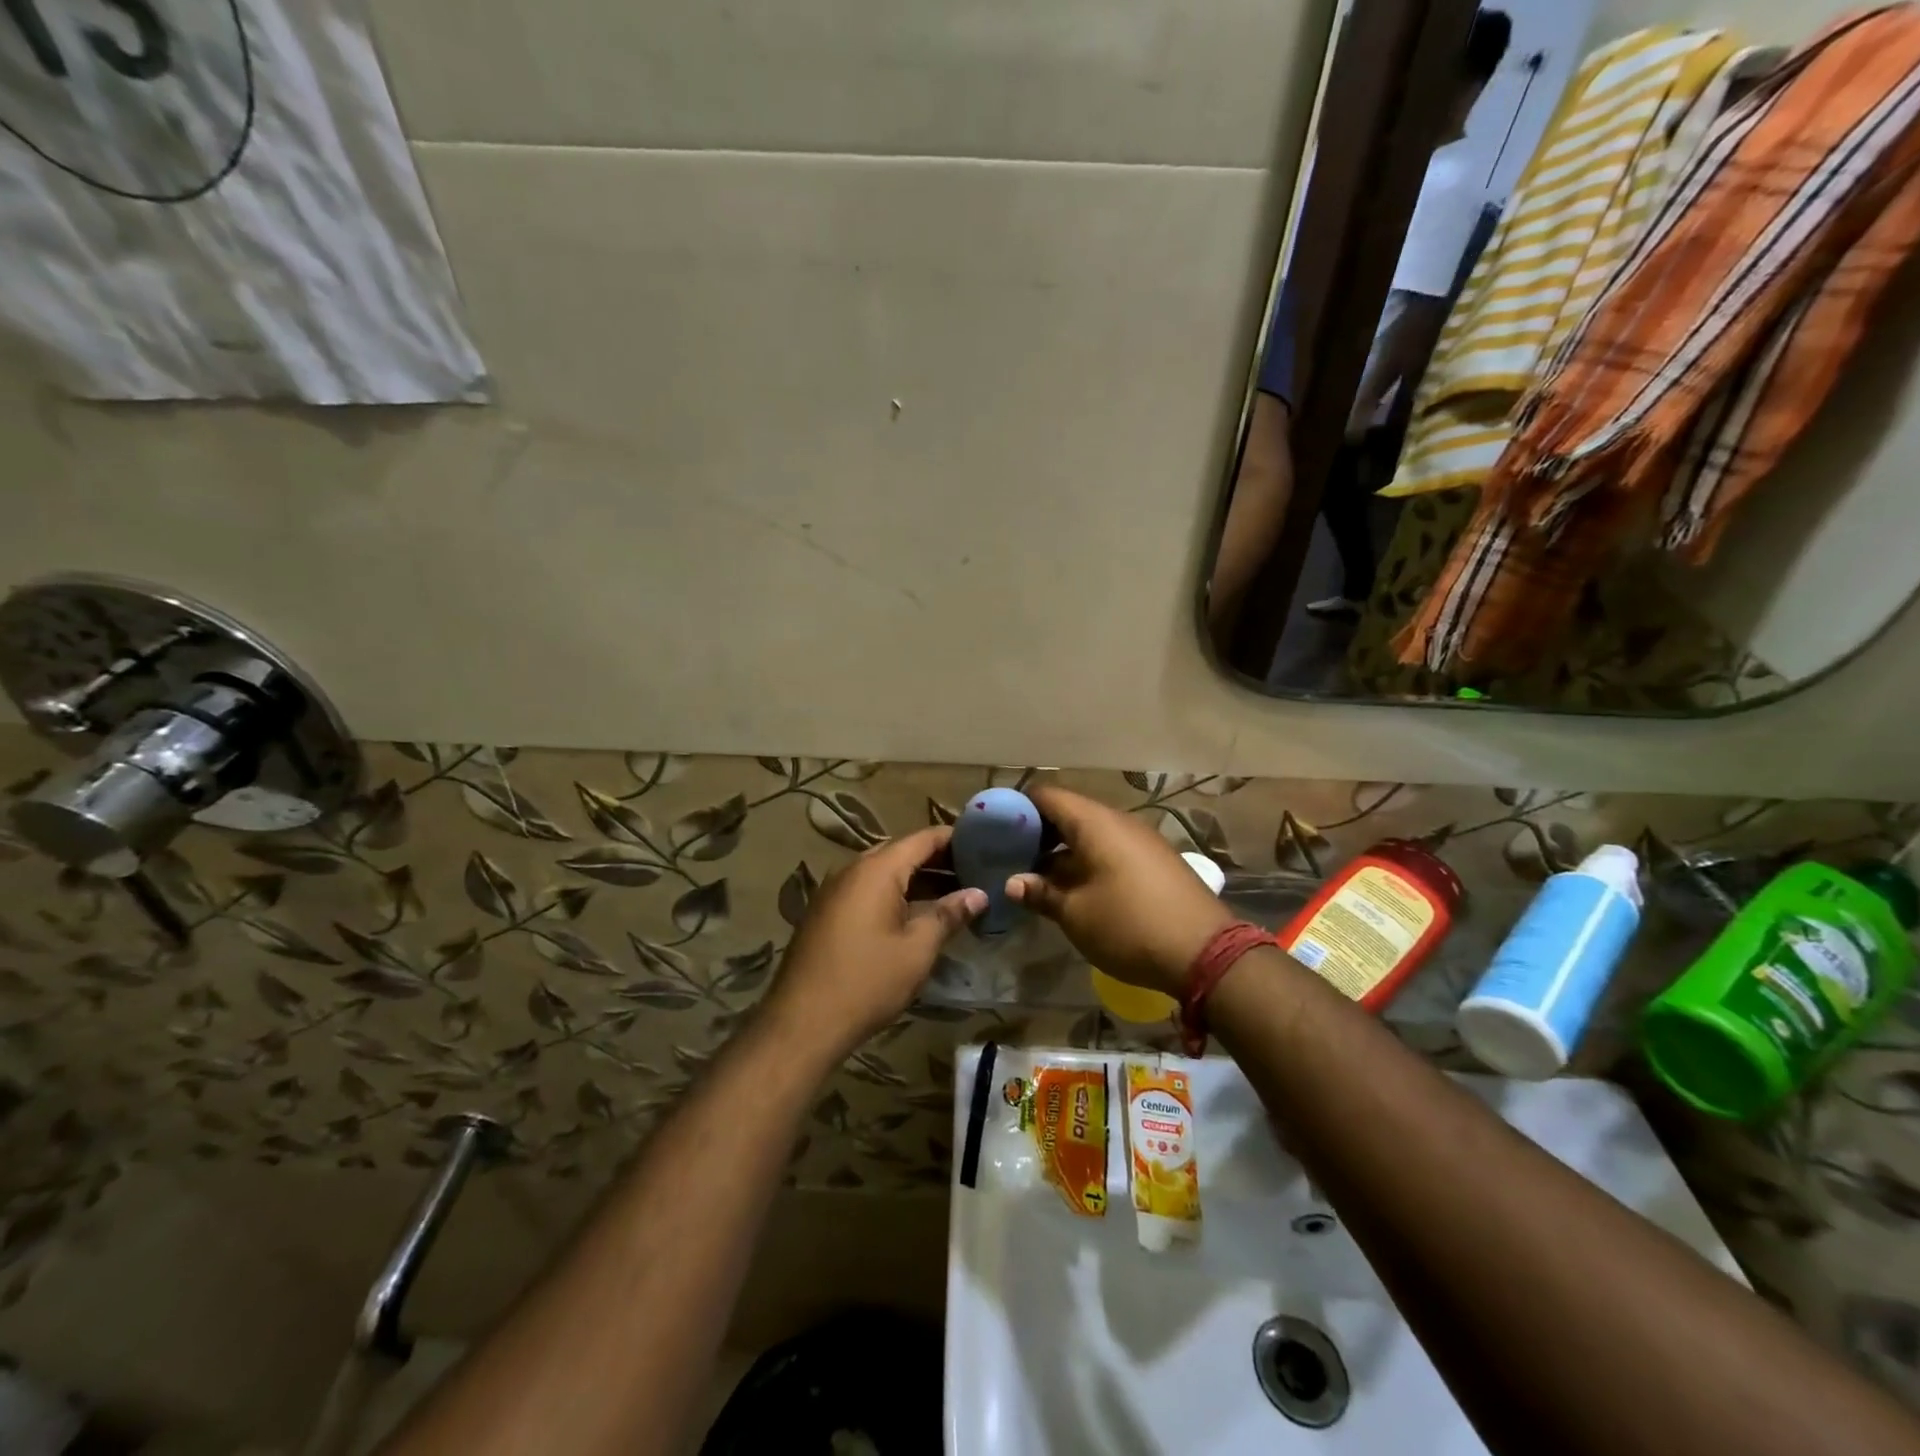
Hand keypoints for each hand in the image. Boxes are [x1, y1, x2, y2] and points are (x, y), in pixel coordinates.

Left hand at [760, 827, 985, 1063]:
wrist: (802, 1022)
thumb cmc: (867, 981)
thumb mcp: (917, 949)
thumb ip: (949, 915)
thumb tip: (978, 894)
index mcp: (876, 870)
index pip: (922, 838)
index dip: (955, 838)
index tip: (984, 845)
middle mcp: (852, 870)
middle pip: (901, 853)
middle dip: (938, 860)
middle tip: (974, 873)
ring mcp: (834, 891)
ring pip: (883, 873)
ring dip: (917, 880)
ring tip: (953, 895)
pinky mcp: (826, 913)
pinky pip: (867, 891)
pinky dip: (894, 895)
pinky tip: (915, 915)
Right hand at [1007, 787, 1234, 997]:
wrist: (1206, 953)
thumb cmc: (1129, 926)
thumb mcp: (1076, 913)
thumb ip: (1041, 892)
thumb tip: (1013, 882)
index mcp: (1095, 823)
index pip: (1047, 795)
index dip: (1019, 807)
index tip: (996, 829)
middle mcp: (1118, 821)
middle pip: (1069, 812)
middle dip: (1038, 832)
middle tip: (1011, 858)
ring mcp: (1141, 840)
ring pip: (1090, 833)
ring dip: (1062, 850)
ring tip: (1037, 877)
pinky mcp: (1154, 861)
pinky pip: (1111, 848)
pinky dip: (1087, 860)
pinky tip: (1074, 888)